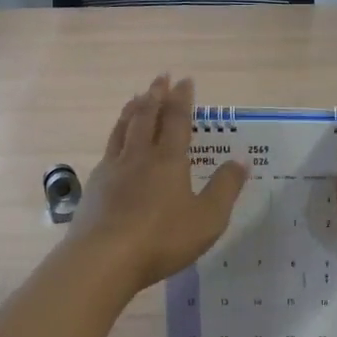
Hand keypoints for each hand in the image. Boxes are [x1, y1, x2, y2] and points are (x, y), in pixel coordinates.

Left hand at [71, 76, 247, 291]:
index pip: (177, 120)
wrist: (104, 259)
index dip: (182, 99)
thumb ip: (225, 187)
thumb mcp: (208, 218)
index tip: (185, 80)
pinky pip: (108, 150)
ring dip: (132, 109)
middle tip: (160, 77)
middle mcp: (139, 156)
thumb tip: (241, 159)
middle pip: (146, 116)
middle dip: (155, 95)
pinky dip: (116, 136)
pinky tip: (115, 143)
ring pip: (123, 129)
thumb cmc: (162, 238)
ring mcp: (113, 169)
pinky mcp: (95, 187)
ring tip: (136, 97)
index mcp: (168, 160)